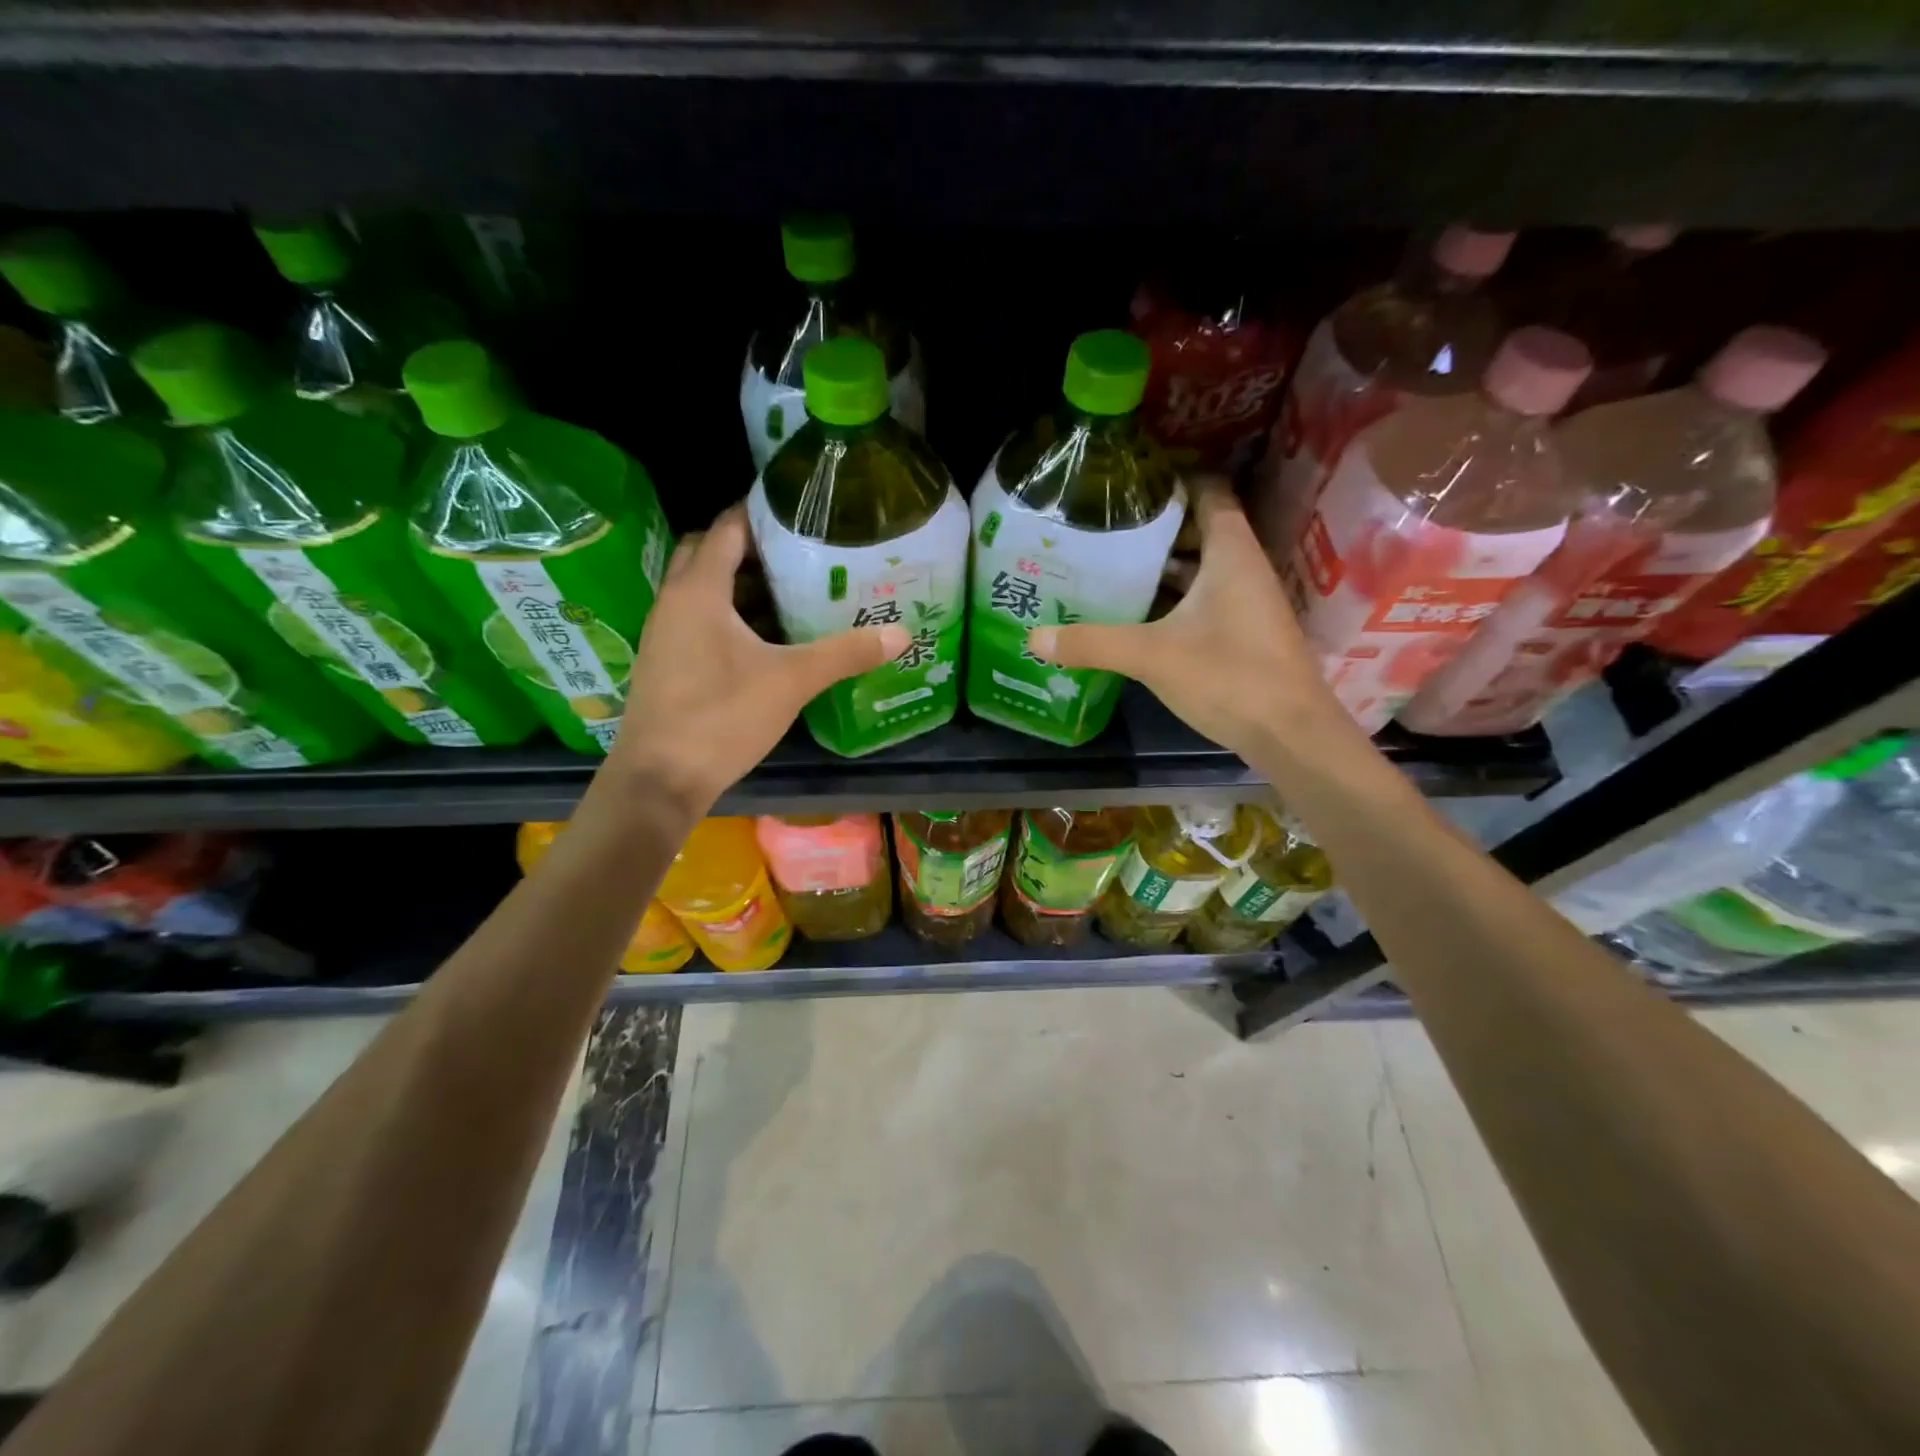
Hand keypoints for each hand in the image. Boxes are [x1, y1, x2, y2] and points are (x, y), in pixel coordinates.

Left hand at [599, 504, 906, 819]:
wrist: (661, 778)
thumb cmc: (722, 717)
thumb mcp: (792, 681)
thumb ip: (846, 653)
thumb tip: (901, 634)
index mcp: (699, 590)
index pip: (728, 527)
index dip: (761, 512)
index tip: (801, 508)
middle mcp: (674, 601)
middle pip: (708, 551)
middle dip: (749, 545)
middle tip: (798, 550)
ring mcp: (665, 632)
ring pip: (701, 587)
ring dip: (739, 582)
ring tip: (792, 588)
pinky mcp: (666, 660)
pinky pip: (698, 618)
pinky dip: (729, 613)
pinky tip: (765, 637)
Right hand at [1028, 476, 1348, 764]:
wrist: (1290, 733)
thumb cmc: (1229, 677)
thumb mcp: (1152, 656)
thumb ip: (1093, 643)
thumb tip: (1033, 638)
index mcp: (1230, 553)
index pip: (1208, 491)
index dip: (1172, 480)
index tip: (1128, 483)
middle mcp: (1242, 568)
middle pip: (1200, 529)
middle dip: (1155, 526)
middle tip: (1104, 527)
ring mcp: (1246, 602)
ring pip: (1200, 568)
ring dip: (1162, 566)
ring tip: (1110, 564)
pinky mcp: (1242, 633)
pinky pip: (1203, 598)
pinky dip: (1172, 598)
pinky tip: (1137, 613)